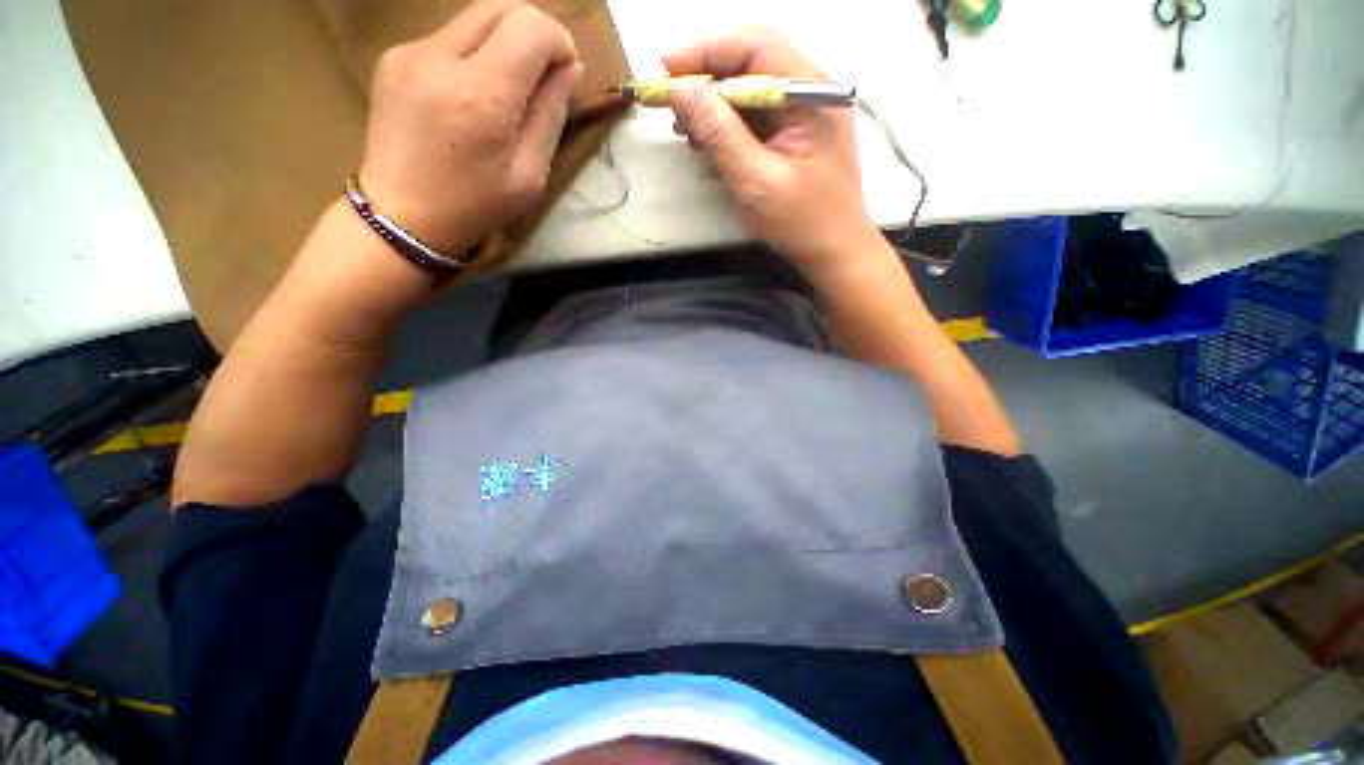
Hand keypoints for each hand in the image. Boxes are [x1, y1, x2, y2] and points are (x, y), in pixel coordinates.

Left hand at [359, 0, 580, 255]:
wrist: (401, 217)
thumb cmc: (475, 207)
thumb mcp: (529, 176)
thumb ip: (549, 117)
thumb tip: (569, 69)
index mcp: (482, 96)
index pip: (531, 28)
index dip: (558, 42)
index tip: (565, 72)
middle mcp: (441, 58)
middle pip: (501, 7)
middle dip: (534, 32)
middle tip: (543, 73)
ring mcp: (411, 52)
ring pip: (474, 17)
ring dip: (503, 42)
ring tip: (508, 88)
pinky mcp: (395, 56)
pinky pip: (448, 37)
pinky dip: (473, 53)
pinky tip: (471, 94)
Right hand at [664, 28, 883, 275]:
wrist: (833, 251)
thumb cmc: (801, 222)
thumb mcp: (755, 180)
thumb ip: (719, 133)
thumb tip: (679, 90)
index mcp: (811, 93)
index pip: (756, 46)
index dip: (707, 50)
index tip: (667, 68)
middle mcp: (810, 91)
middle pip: (751, 63)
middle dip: (706, 80)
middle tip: (670, 104)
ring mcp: (803, 112)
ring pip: (749, 90)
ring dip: (713, 104)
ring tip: (684, 128)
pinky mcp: (794, 133)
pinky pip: (755, 115)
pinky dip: (727, 124)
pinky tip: (707, 140)